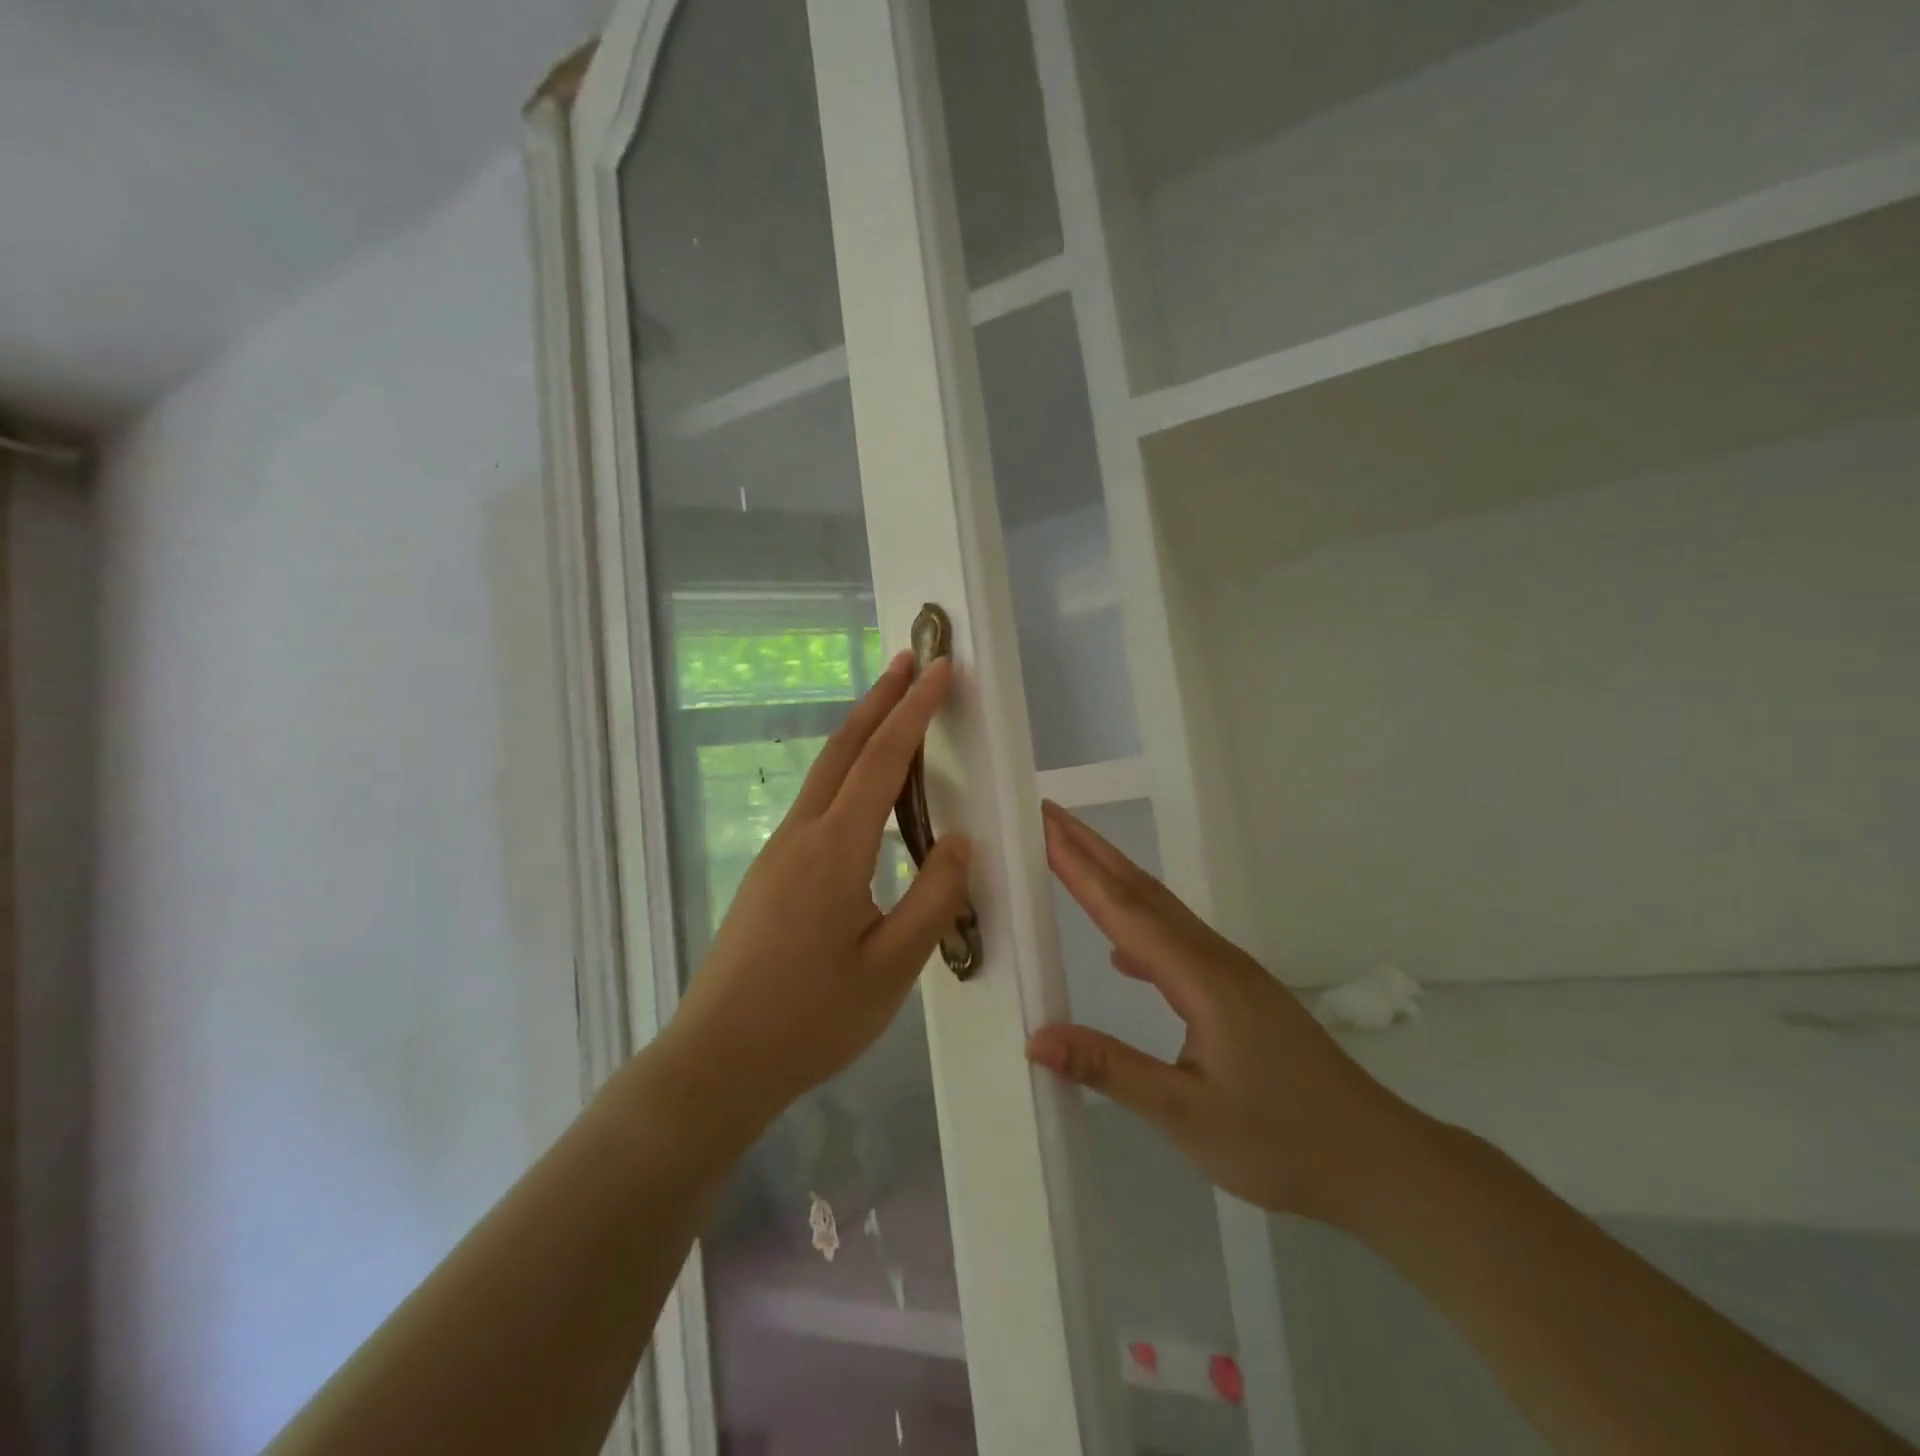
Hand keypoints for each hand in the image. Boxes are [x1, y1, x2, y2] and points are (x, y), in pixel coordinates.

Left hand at [661, 651, 972, 1142]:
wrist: (716, 1062)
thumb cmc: (811, 1020)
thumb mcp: (891, 969)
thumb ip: (933, 899)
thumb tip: (962, 841)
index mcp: (834, 851)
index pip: (882, 762)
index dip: (913, 712)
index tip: (938, 670)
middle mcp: (800, 835)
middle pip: (843, 749)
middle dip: (879, 700)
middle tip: (909, 660)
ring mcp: (777, 852)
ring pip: (824, 773)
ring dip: (860, 732)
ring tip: (892, 708)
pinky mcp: (768, 872)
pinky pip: (815, 802)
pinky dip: (846, 770)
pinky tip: (863, 788)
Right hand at [1026, 801, 1421, 1227]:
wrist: (1377, 1160)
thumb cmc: (1281, 1139)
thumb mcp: (1186, 1115)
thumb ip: (1110, 1070)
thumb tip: (1037, 1038)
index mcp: (1201, 978)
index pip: (1125, 910)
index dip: (1080, 868)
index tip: (1043, 826)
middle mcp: (1214, 958)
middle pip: (1143, 891)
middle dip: (1092, 849)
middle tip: (1048, 814)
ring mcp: (1230, 972)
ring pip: (1161, 910)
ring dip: (1114, 877)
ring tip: (1071, 856)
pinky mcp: (1238, 991)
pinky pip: (1176, 941)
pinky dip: (1138, 924)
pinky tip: (1119, 949)